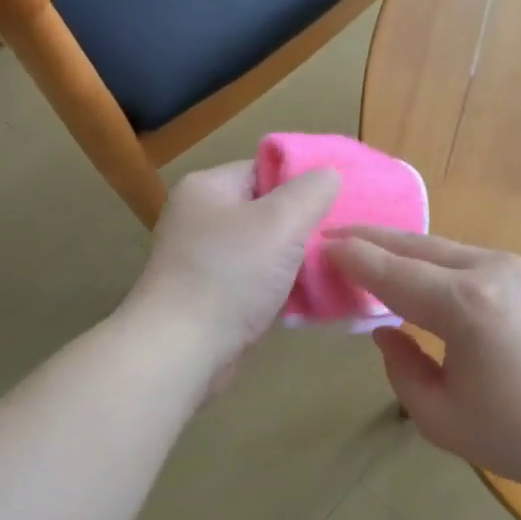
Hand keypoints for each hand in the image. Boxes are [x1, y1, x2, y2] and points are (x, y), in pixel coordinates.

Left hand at [124, 162, 338, 370]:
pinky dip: (278, 286)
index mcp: (208, 187)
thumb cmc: (230, 275)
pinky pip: (253, 280)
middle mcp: (199, 217)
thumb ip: (312, 191)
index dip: (304, 182)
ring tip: (330, 269)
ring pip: (263, 248)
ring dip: (294, 260)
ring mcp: (200, 258)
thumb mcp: (282, 222)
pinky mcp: (207, 295)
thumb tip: (330, 174)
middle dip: (303, 224)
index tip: (340, 202)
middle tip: (339, 239)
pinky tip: (306, 298)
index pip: (266, 169)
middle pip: (266, 209)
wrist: (180, 350)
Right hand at [325, 229, 520, 493]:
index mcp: (464, 305)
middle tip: (336, 235)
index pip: (391, 272)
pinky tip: (426, 269)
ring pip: (445, 247)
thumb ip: (403, 370)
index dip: (351, 258)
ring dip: (405, 246)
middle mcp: (489, 270)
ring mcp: (518, 267)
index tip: (318, 244)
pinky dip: (437, 258)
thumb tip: (386, 332)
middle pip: (416, 246)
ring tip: (373, 248)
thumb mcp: (444, 420)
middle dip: (373, 239)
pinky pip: (472, 257)